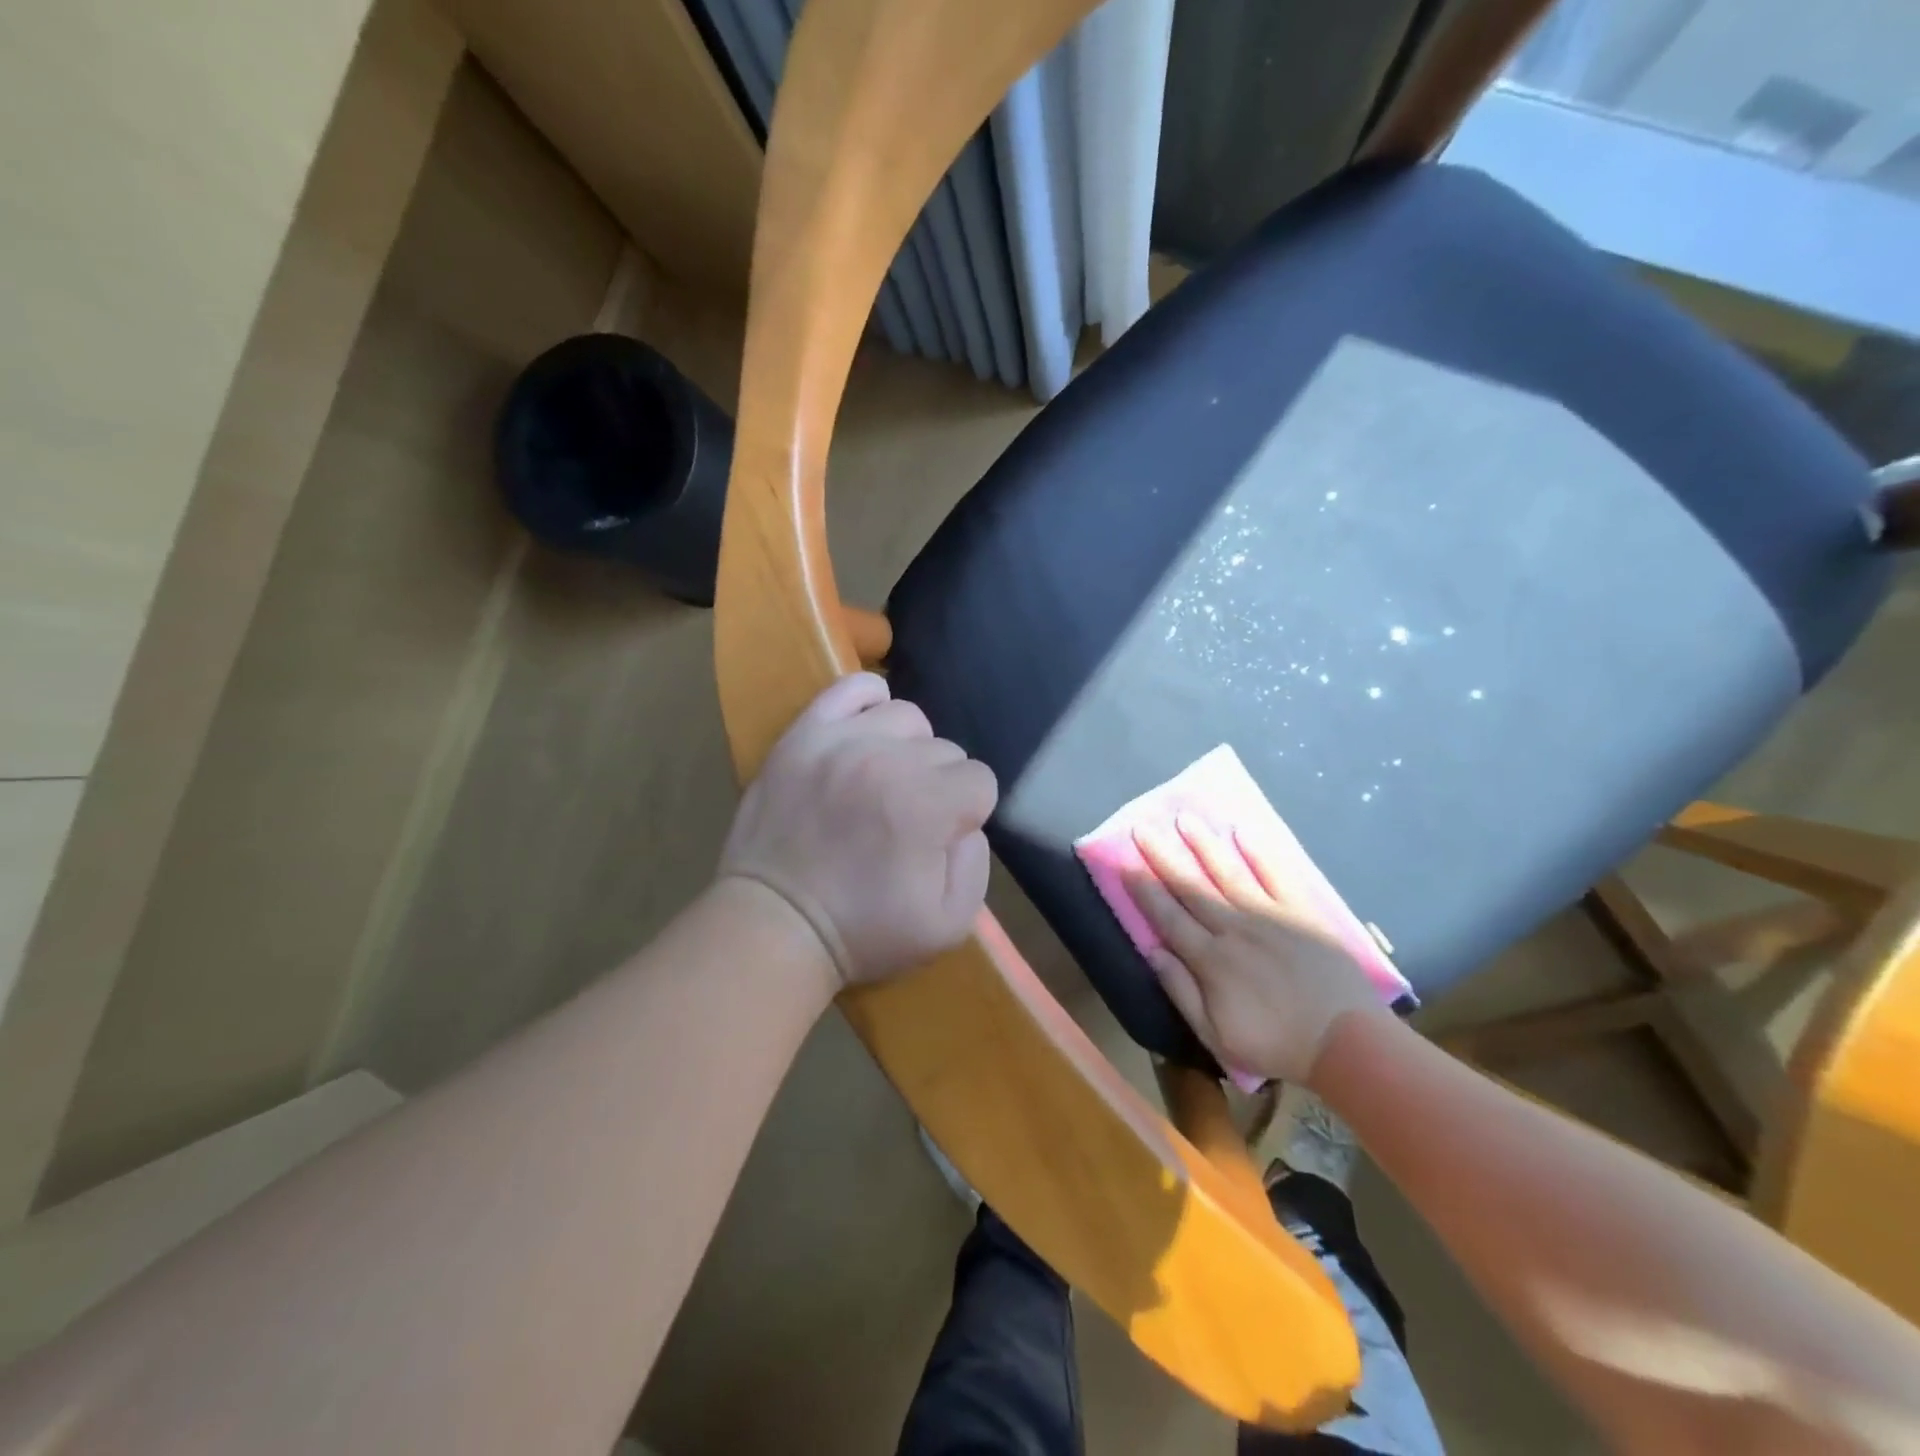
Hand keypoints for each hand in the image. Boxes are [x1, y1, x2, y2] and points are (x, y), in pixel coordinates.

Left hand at [719, 673, 997, 987]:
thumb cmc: (864, 931)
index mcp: (926, 804)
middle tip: (906, 821)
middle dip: (937, 786)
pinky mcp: (803, 735)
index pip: (979, 781)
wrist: (776, 925)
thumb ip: (977, 864)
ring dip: (908, 748)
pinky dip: (870, 700)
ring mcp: (840, 740)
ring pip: (907, 718)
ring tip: (885, 781)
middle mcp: (887, 759)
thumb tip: (966, 822)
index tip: (940, 840)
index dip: (967, 814)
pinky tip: (869, 731)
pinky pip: (851, 688)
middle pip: (945, 751)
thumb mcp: (949, 924)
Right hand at [1125, 815, 1386, 1085]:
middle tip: (1143, 828)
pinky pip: (1277, 875)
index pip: (1167, 916)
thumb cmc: (1276, 1045)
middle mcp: (1234, 928)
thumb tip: (1152, 951)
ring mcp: (1270, 916)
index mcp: (1210, 959)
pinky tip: (1242, 830)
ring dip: (1204, 845)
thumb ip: (1181, 991)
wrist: (1347, 1044)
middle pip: (1191, 887)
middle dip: (1164, 856)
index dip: (1143, 889)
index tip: (1123, 863)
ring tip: (1185, 818)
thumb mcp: (1216, 1035)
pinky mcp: (1302, 912)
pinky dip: (1260, 852)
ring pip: (1228, 872)